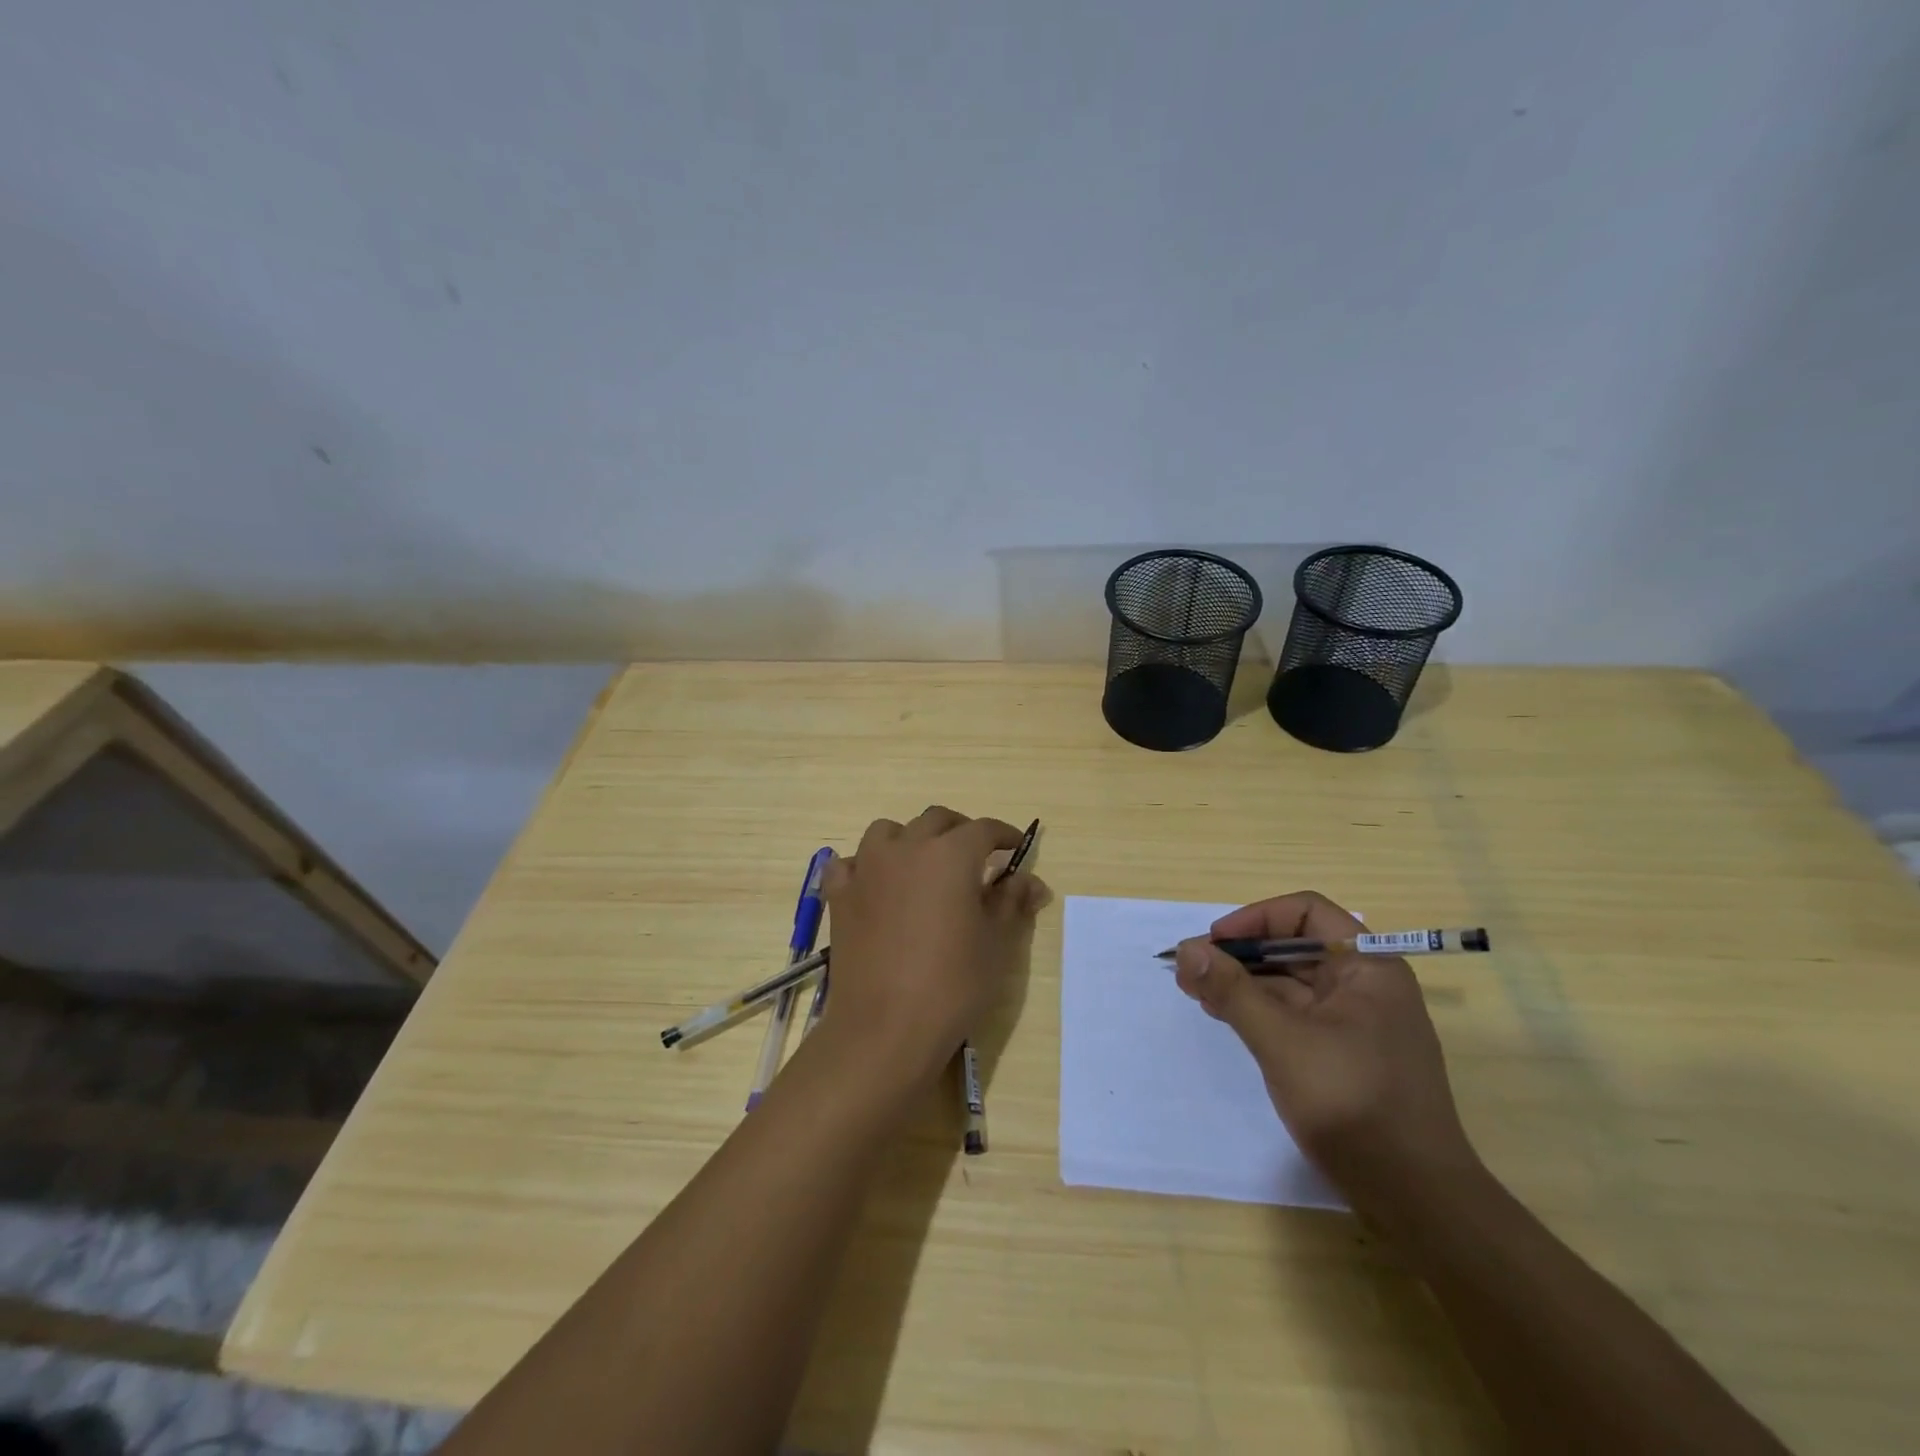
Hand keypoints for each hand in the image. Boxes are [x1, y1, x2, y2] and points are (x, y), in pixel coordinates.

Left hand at [819, 808, 1048, 1085]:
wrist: (885, 1028)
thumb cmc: (952, 984)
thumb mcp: (996, 943)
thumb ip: (1012, 902)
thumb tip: (1031, 881)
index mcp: (950, 854)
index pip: (983, 829)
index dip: (1004, 835)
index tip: (1016, 848)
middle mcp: (906, 848)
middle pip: (936, 820)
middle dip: (961, 831)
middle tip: (976, 858)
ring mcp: (867, 869)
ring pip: (889, 831)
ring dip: (910, 839)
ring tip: (923, 866)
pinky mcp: (839, 895)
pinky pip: (850, 863)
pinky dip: (866, 866)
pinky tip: (876, 886)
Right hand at [1174, 891, 1478, 1205]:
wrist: (1416, 1199)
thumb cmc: (1353, 1104)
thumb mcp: (1282, 1041)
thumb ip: (1232, 990)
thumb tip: (1185, 949)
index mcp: (1368, 966)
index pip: (1306, 913)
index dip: (1256, 919)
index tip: (1214, 942)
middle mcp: (1366, 985)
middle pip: (1294, 947)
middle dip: (1240, 954)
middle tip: (1191, 971)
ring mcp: (1357, 1022)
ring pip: (1291, 983)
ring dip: (1243, 982)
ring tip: (1197, 993)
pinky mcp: (1344, 1054)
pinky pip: (1296, 1014)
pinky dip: (1258, 1010)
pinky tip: (1226, 1016)